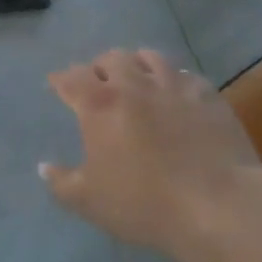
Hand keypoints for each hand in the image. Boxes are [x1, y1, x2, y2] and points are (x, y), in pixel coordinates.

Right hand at [41, 49, 261, 255]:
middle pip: (111, 58)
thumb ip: (61, 182)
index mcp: (100, 105)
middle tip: (97, 81)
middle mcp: (135, 84)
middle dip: (99, 67)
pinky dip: (173, 79)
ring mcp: (175, 85)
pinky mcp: (208, 94)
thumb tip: (43, 166)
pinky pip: (185, 75)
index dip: (61, 78)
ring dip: (136, 64)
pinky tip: (176, 93)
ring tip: (136, 76)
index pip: (72, 78)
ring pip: (150, 57)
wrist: (217, 204)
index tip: (57, 83)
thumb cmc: (144, 203)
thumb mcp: (90, 202)